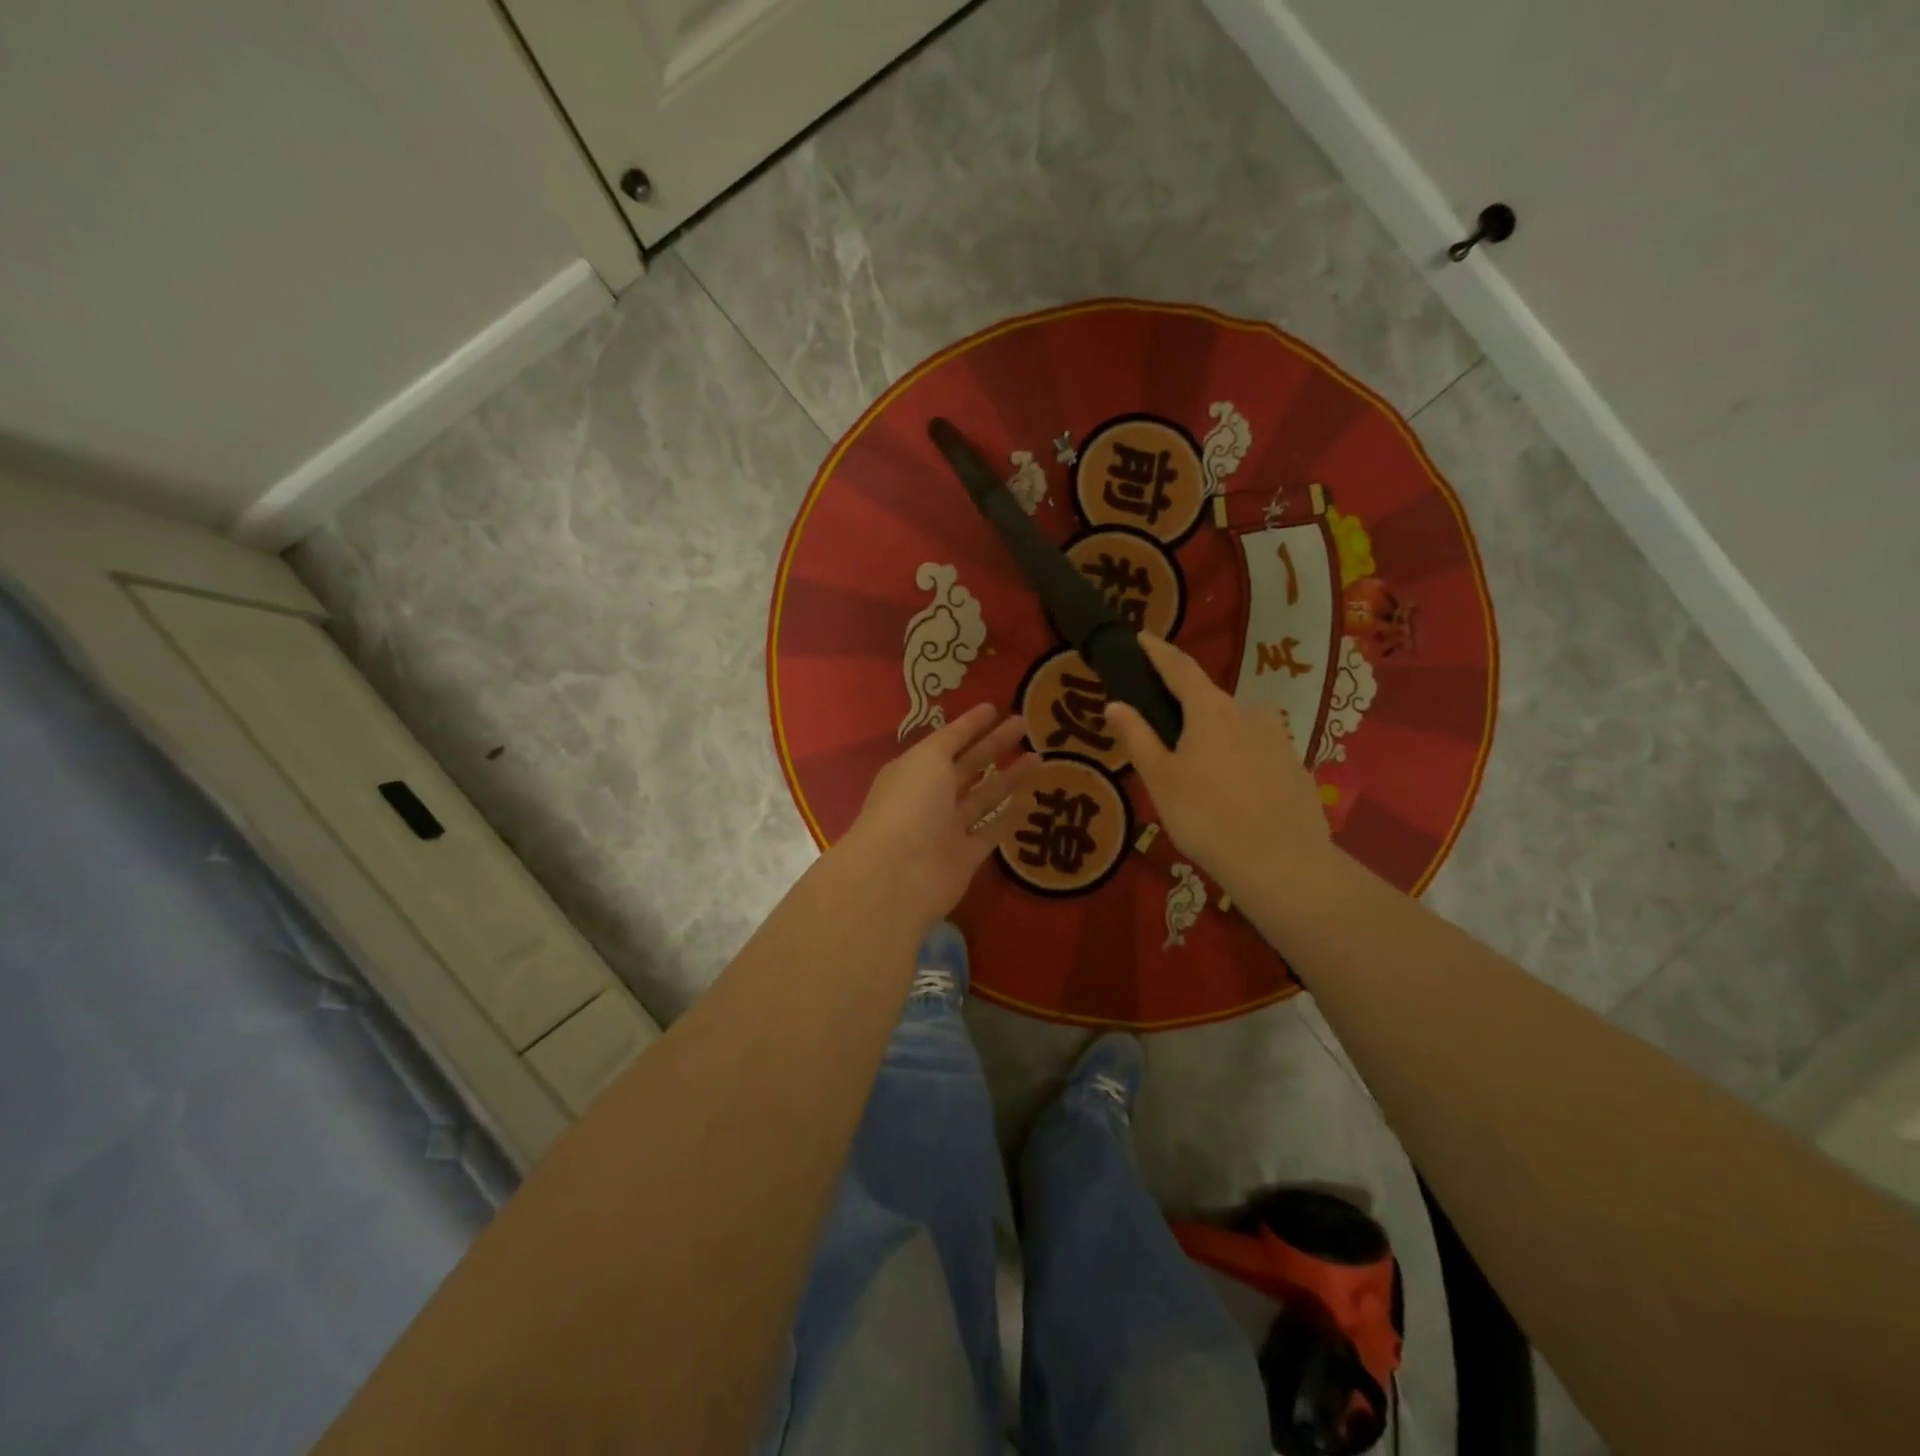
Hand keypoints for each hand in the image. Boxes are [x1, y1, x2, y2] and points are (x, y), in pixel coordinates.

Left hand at [837, 703, 1038, 930]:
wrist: (898, 873)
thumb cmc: (910, 804)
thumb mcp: (927, 759)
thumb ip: (949, 743)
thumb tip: (963, 730)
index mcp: (915, 770)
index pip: (947, 741)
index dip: (969, 725)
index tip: (994, 708)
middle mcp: (930, 797)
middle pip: (968, 766)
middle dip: (994, 745)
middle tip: (1025, 724)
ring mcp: (947, 828)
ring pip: (983, 797)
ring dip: (1009, 777)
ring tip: (1039, 756)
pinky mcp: (965, 857)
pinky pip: (992, 831)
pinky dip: (1010, 816)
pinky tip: (1032, 798)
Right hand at [1106, 635, 1332, 899]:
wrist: (1281, 863)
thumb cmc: (1206, 817)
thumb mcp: (1161, 779)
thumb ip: (1138, 737)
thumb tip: (1115, 704)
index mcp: (1210, 710)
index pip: (1180, 668)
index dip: (1159, 652)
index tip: (1142, 638)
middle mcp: (1248, 712)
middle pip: (1208, 699)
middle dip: (1184, 706)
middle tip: (1160, 727)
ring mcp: (1277, 738)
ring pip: (1234, 726)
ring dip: (1212, 735)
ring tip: (1195, 769)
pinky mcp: (1294, 765)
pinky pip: (1255, 750)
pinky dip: (1236, 757)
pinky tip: (1229, 791)